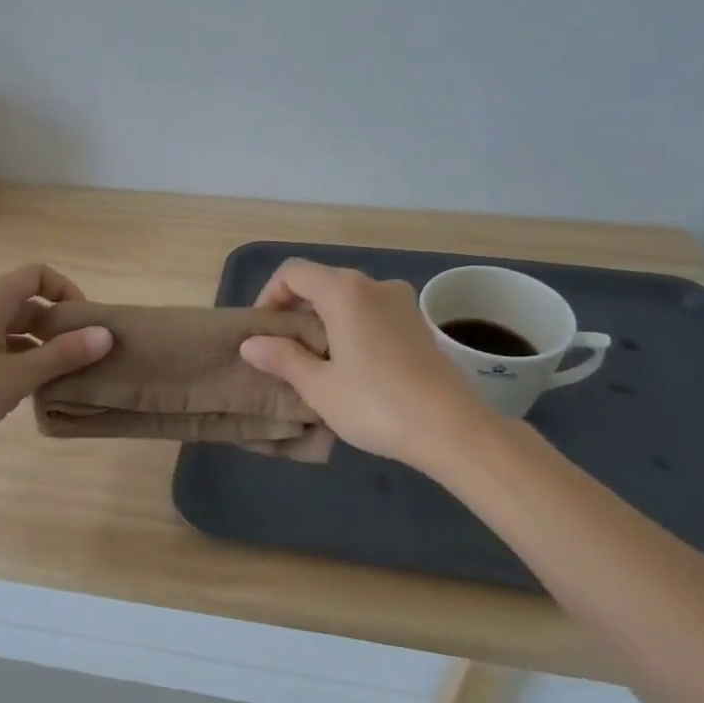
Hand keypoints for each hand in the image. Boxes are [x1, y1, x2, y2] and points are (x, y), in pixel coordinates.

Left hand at [0, 264, 112, 467]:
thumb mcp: (18, 376)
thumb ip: (63, 354)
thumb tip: (105, 334)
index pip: (39, 274)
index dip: (68, 292)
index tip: (86, 325)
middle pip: (26, 301)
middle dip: (56, 326)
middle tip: (80, 357)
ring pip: (10, 327)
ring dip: (37, 346)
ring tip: (59, 377)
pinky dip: (15, 359)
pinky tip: (25, 390)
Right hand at [238, 259, 495, 471]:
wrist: (453, 429)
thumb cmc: (376, 404)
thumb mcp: (319, 386)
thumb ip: (282, 358)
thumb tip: (251, 344)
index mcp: (344, 291)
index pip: (293, 273)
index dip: (269, 296)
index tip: (263, 333)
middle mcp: (374, 285)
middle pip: (321, 283)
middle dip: (295, 311)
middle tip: (282, 352)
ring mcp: (401, 303)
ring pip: (348, 300)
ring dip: (324, 321)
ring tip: (315, 363)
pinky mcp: (418, 324)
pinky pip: (371, 314)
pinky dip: (351, 328)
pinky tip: (351, 368)